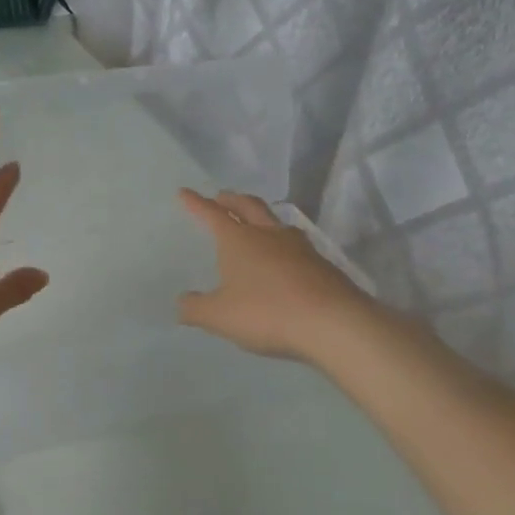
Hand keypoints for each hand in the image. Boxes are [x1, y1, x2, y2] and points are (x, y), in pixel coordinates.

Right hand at [176, 188, 362, 360]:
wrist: (333, 323)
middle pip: (248, 206)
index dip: (196, 203)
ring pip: (275, 222)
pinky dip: (281, 243)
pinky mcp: (321, 265)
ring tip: (255, 222)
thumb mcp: (219, 316)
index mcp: (238, 239)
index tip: (185, 192)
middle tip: (221, 197)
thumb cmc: (266, 312)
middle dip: (231, 200)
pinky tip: (283, 258)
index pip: (212, 214)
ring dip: (261, 217)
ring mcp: (299, 247)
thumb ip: (195, 308)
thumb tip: (182, 302)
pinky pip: (295, 245)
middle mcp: (268, 234)